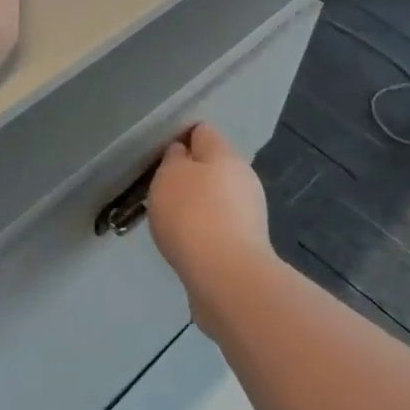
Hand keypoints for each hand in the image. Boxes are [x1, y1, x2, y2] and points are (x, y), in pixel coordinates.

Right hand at [148, 124, 272, 331]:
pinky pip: (219, 226)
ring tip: (170, 220)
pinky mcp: (247, 245)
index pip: (203, 132)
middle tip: (161, 189)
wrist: (225, 277)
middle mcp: (244, 178)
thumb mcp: (170, 176)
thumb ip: (174, 159)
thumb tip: (183, 155)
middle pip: (212, 166)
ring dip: (196, 204)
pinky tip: (186, 243)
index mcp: (226, 155)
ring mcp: (249, 214)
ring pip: (217, 197)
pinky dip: (202, 230)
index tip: (160, 154)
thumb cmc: (192, 215)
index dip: (180, 137)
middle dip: (189, 175)